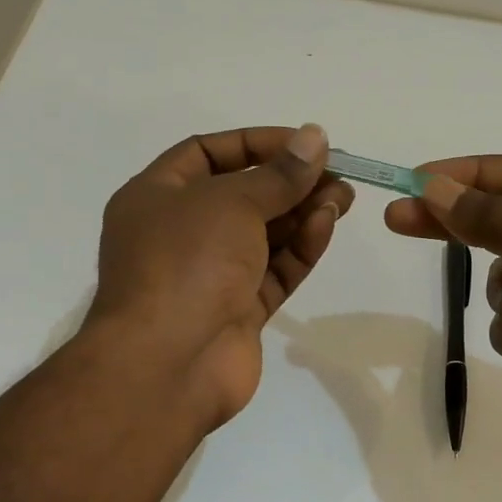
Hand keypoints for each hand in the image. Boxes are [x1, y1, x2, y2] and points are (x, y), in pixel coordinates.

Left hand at [90, 124, 353, 429]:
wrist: (167, 364)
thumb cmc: (186, 262)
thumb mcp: (231, 202)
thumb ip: (279, 174)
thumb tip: (314, 137)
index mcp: (156, 197)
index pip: (208, 153)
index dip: (257, 143)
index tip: (304, 143)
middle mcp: (180, 233)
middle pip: (242, 195)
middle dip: (289, 181)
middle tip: (337, 172)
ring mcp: (209, 275)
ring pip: (263, 235)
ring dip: (302, 212)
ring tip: (344, 197)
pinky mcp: (237, 311)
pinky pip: (273, 270)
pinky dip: (300, 248)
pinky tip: (327, 225)